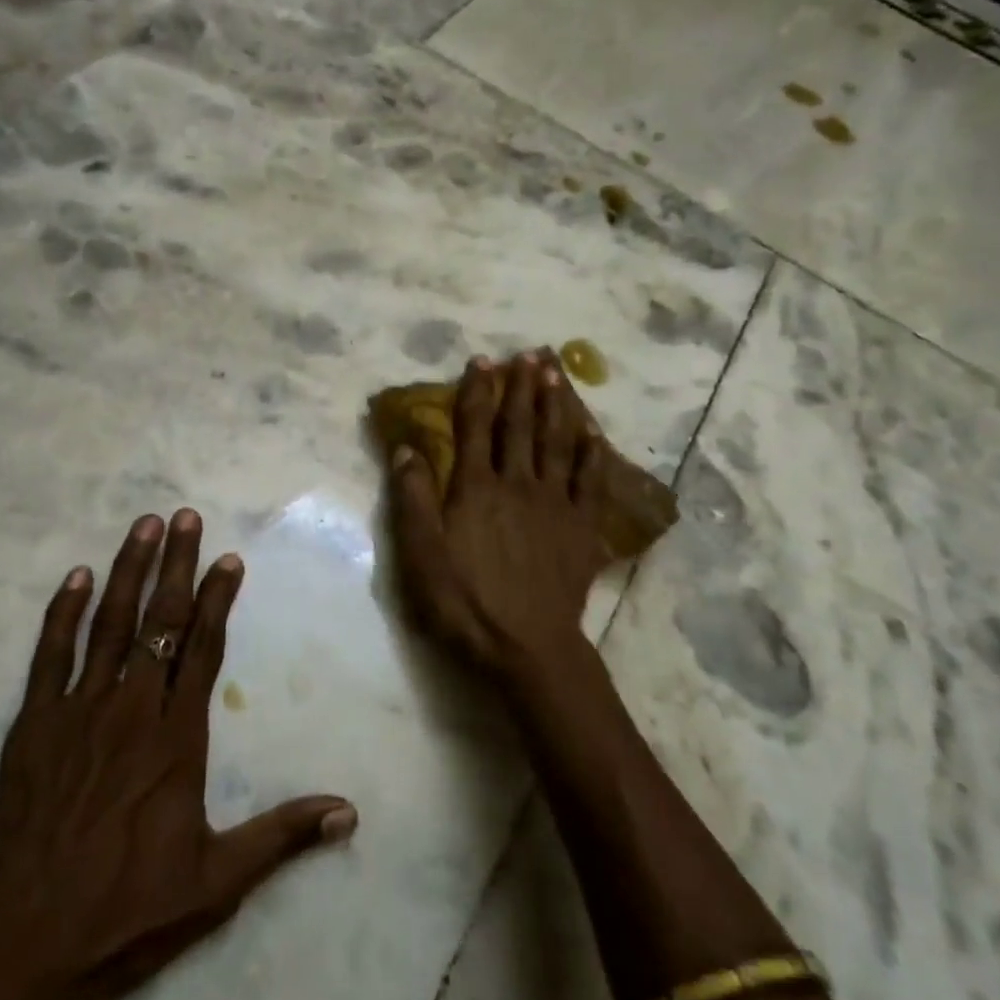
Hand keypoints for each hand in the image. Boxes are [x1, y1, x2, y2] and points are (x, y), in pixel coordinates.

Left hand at [0, 510, 356, 999]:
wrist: (27, 943)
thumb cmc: (129, 909)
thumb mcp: (219, 882)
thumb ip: (282, 836)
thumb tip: (349, 812)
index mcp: (175, 739)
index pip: (202, 650)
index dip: (216, 600)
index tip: (227, 558)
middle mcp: (130, 710)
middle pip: (158, 622)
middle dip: (175, 565)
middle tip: (184, 516)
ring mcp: (78, 712)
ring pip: (109, 626)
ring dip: (128, 571)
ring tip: (143, 525)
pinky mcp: (34, 725)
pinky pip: (49, 655)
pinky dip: (63, 613)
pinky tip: (77, 576)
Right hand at [388, 352, 609, 680]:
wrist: (527, 646)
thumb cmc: (465, 601)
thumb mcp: (420, 554)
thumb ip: (412, 498)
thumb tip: (406, 447)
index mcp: (475, 487)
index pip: (474, 426)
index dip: (477, 391)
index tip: (482, 360)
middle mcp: (517, 483)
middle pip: (519, 425)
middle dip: (521, 387)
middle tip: (529, 354)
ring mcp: (554, 503)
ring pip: (556, 442)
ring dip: (555, 405)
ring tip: (556, 374)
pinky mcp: (582, 526)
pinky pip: (590, 480)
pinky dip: (592, 452)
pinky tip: (593, 432)